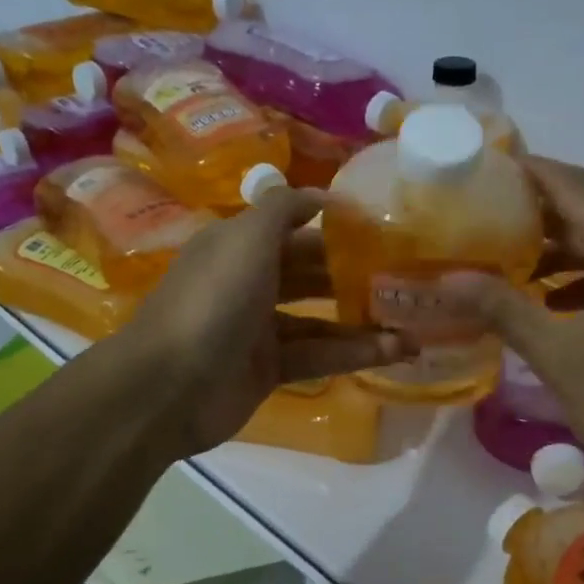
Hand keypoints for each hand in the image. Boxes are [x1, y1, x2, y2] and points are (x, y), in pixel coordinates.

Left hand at [119, 188, 407, 455]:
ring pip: (319, 319)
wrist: (169, 387)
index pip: (292, 228)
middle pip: (309, 272)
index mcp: (238, 245)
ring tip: (414, 321)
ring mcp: (257, 329)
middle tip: (405, 275)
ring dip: (363, 320)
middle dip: (353, 274)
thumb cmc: (213, 300)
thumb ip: (284, 208)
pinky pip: (318, 355)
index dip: (333, 226)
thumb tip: (324, 196)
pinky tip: (395, 351)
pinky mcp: (268, 370)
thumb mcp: (246, 238)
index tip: (382, 227)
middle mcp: (248, 282)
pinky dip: (353, 352)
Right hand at [444, 157, 583, 494]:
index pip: (576, 187)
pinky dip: (580, 280)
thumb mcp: (559, 354)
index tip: (487, 167)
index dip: (532, 171)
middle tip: (482, 217)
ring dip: (557, 251)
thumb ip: (504, 309)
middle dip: (537, 213)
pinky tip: (547, 304)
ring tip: (505, 260)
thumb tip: (449, 278)